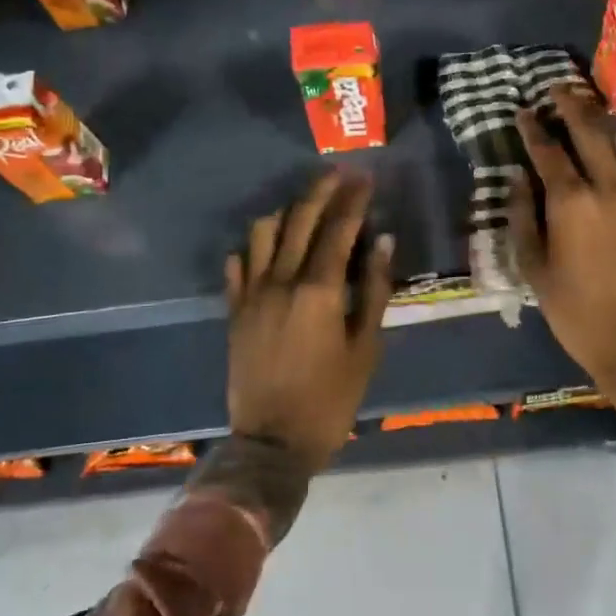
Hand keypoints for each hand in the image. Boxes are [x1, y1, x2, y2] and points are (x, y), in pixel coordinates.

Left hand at [225, 171, 394, 466]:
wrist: (272, 443)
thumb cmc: (330, 398)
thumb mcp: (365, 347)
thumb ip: (373, 290)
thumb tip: (381, 242)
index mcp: (318, 290)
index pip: (338, 229)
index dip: (353, 199)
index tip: (365, 177)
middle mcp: (280, 281)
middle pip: (299, 219)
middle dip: (321, 191)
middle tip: (339, 173)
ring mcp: (251, 294)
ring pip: (263, 233)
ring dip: (286, 212)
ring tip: (305, 207)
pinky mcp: (234, 310)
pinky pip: (238, 265)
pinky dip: (253, 247)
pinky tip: (266, 246)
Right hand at [508, 86, 615, 442]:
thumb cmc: (575, 310)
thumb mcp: (534, 268)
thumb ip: (522, 216)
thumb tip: (518, 178)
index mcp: (572, 202)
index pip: (548, 151)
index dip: (532, 128)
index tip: (522, 111)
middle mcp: (608, 186)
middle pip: (590, 131)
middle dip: (571, 105)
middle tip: (556, 88)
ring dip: (601, 121)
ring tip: (585, 108)